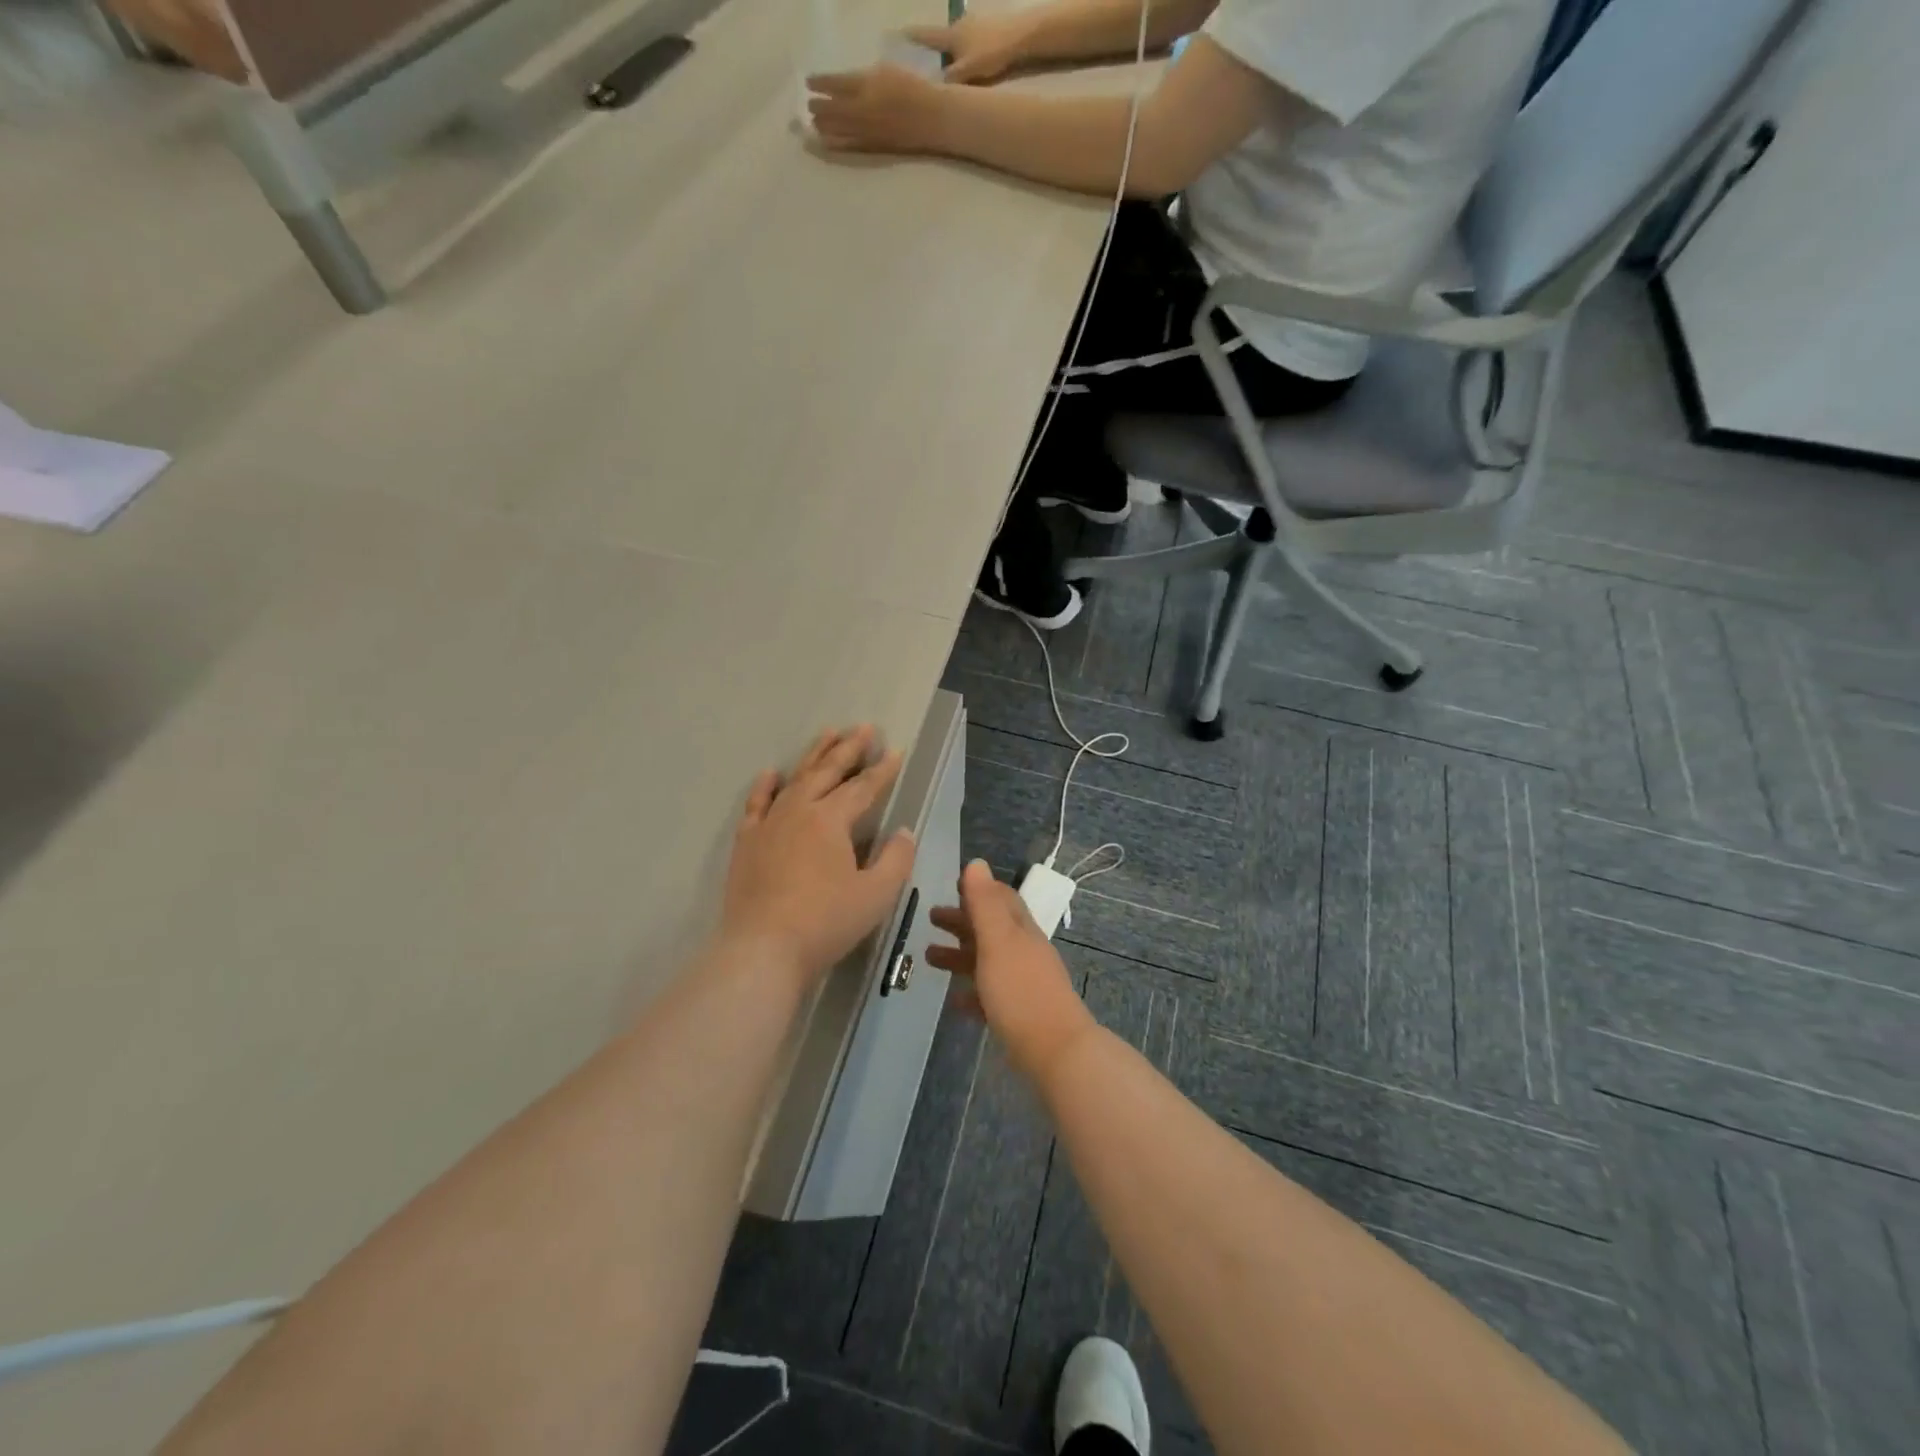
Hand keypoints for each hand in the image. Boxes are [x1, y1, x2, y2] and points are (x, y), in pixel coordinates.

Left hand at [720, 726, 916, 986]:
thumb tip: (903, 832)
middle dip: (848, 748)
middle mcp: (799, 811)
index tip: (896, 750)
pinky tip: (770, 774)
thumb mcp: (876, 894)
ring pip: (794, 779)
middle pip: (827, 772)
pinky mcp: (747, 843)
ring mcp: (769, 825)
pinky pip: (756, 805)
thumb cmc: (826, 922)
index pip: (863, 787)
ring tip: (827, 734)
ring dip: (813, 756)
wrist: (762, 949)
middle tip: (863, 727)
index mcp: (831, 820)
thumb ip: (896, 859)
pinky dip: (765, 786)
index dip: (882, 769)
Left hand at [807, 65, 947, 154]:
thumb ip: (863, 80)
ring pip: (835, 128)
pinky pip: (847, 145)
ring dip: (821, 124)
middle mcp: (861, 109)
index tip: (808, 82)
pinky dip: (833, 142)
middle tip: (809, 104)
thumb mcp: (885, 73)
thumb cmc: (911, 89)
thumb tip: (843, 87)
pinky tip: (824, 140)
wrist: (931, 119)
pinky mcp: (872, 147)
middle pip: (830, 108)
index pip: (834, 83)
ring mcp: (865, 130)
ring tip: (814, 122)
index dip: (818, 83)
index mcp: (865, 84)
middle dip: (817, 106)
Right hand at [905, 13, 1037, 84]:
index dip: (912, 38)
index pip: (926, 36)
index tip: (897, 35)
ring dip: (952, 53)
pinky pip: (970, 42)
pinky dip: (966, 52)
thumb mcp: (968, 72)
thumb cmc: (992, 52)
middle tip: (929, 67)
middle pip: (942, 40)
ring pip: (957, 41)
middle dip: (935, 51)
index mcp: (951, 35)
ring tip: (952, 70)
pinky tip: (972, 63)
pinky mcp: (987, 27)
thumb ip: (950, 81)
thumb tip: (934, 89)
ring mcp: (973, 24)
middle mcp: (958, 25)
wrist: (1021, 34)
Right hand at [928, 861, 1098, 1084]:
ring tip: (928, 958)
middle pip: (991, 928)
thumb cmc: (1021, 990)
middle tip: (931, 917)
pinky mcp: (1019, 1014)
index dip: (979, 889)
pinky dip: (971, 992)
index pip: (1002, 898)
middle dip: (962, 920)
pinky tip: (953, 1001)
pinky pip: (990, 996)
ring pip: (987, 961)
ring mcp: (1023, 984)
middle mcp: (1024, 952)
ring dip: (959, 955)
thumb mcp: (998, 942)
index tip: (953, 885)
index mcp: (1020, 930)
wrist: (1055, 1051)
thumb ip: (985, 904)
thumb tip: (976, 863)